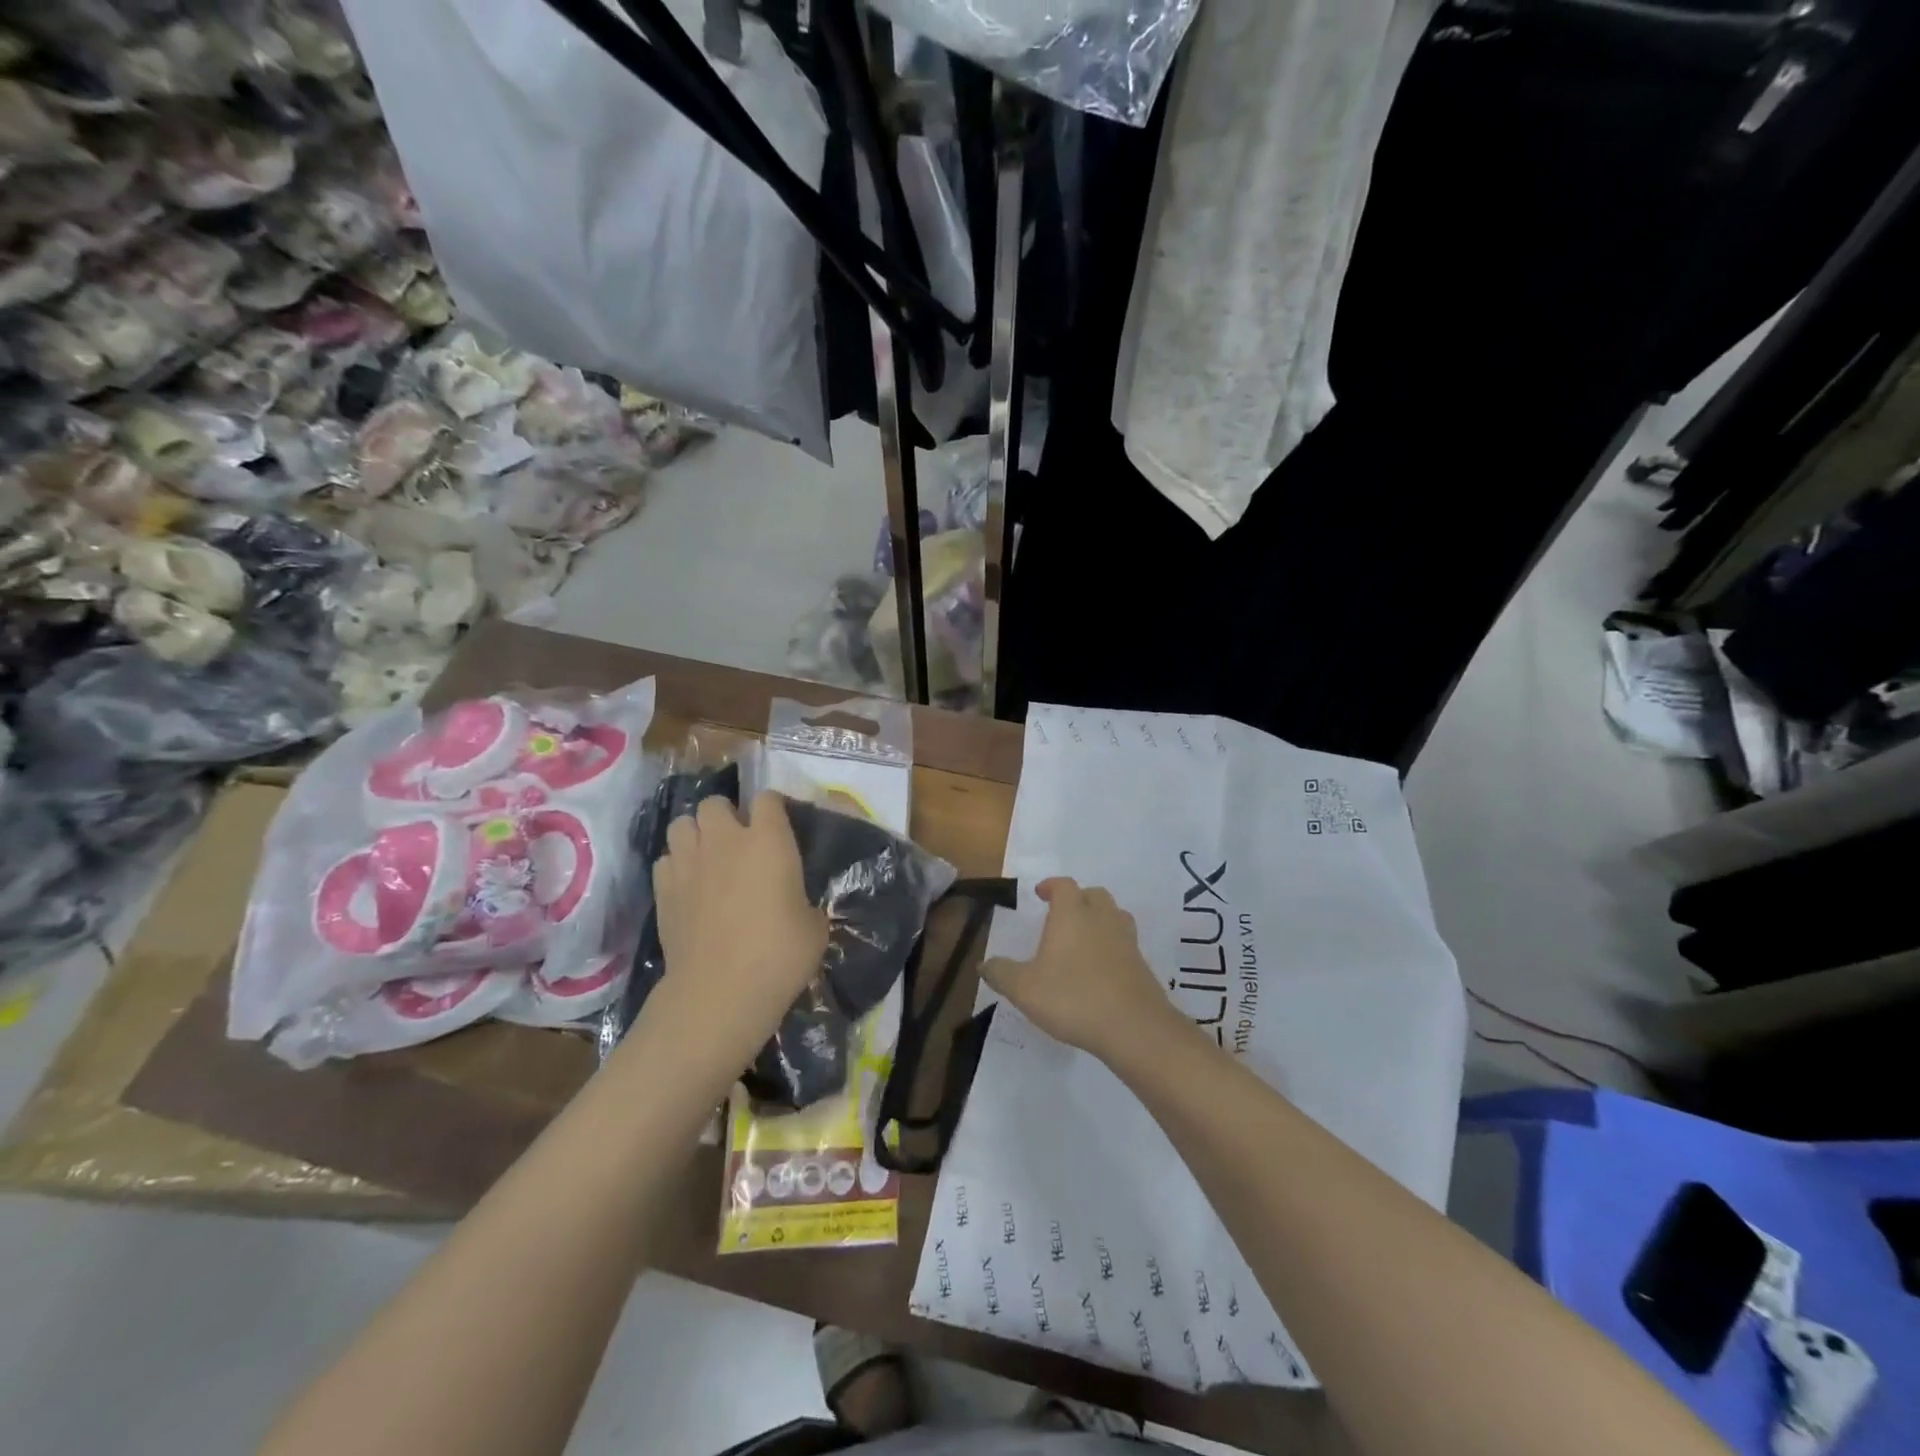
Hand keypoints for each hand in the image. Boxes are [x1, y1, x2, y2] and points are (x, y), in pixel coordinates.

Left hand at [650, 792, 827, 1072]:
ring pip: (682, 824)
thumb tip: (796, 901)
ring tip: (708, 857)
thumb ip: (803, 899)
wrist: (720, 993)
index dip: (773, 809)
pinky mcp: (662, 888)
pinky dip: (676, 865)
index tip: (779, 828)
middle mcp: (725, 839)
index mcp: (768, 840)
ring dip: (696, 834)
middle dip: (726, 816)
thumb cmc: (779, 955)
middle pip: (716, 803)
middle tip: (739, 843)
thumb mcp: (814, 926)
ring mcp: (688, 861)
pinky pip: (666, 859)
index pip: (768, 798)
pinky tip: (688, 885)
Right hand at [983, 878, 1182, 1066]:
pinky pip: (1125, 943)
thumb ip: (1001, 973)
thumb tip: (983, 964)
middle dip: (1078, 899)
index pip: (1063, 886)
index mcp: (1072, 914)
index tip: (1040, 893)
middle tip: (1062, 915)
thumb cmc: (1073, 998)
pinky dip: (1113, 946)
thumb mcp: (1024, 989)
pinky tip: (1101, 969)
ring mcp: (1126, 941)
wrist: (1134, 1027)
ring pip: (1115, 916)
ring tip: (1084, 938)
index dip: (1051, 886)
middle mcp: (1102, 919)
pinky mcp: (1142, 965)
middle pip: (1094, 895)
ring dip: (1099, 919)